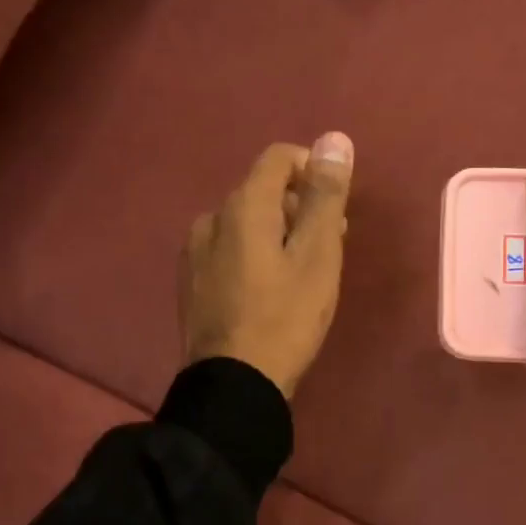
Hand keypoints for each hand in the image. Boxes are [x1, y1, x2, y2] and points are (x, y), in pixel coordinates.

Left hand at [179, 134, 354, 397]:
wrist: (233, 385)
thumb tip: (334, 139)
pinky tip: (268, 291)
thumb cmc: (285, 317)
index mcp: (242, 206)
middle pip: (262, 191)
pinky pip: (228, 250)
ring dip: (277, 233)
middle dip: (299, 207)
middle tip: (329, 246)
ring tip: (302, 273)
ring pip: (244, 223)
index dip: (312, 170)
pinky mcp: (190, 283)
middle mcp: (211, 219)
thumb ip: (325, 195)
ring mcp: (194, 252)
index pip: (279, 158)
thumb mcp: (318, 256)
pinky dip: (254, 255)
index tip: (335, 206)